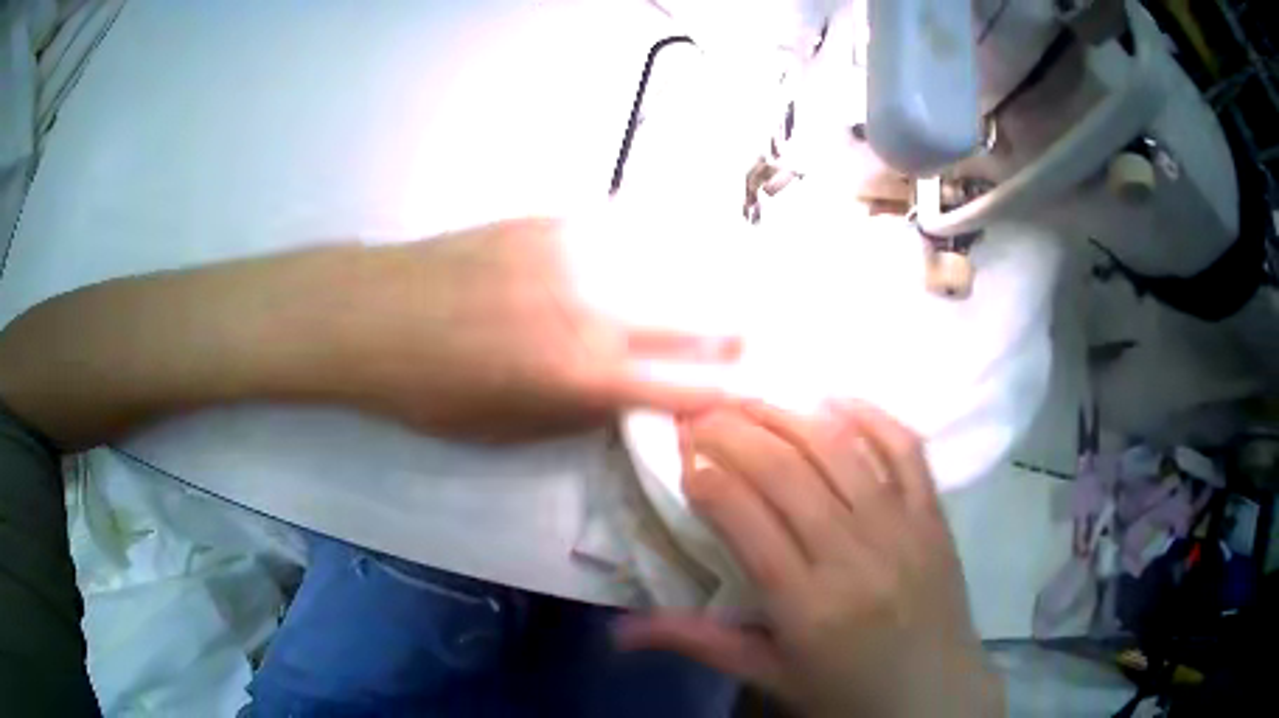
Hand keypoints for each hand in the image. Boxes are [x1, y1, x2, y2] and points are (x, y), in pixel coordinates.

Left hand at [0, 217, 736, 448]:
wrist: (369, 312)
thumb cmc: (427, 390)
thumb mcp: (508, 430)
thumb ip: (580, 412)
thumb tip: (629, 397)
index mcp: (583, 375)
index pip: (691, 386)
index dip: (734, 393)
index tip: (759, 395)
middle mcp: (597, 308)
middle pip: (703, 315)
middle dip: (742, 333)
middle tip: (763, 341)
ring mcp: (578, 253)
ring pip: (677, 262)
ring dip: (712, 283)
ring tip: (738, 293)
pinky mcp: (554, 220)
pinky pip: (631, 229)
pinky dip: (665, 244)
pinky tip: (678, 250)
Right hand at [615, 401, 1002, 716]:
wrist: (935, 697)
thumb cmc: (847, 694)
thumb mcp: (771, 676)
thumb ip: (700, 644)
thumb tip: (620, 631)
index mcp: (806, 605)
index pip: (745, 518)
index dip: (706, 475)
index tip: (681, 453)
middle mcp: (853, 555)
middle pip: (786, 472)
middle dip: (734, 432)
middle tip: (700, 411)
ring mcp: (901, 528)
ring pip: (838, 450)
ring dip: (788, 415)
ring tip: (750, 398)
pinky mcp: (933, 516)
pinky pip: (905, 450)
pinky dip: (871, 416)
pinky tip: (835, 400)